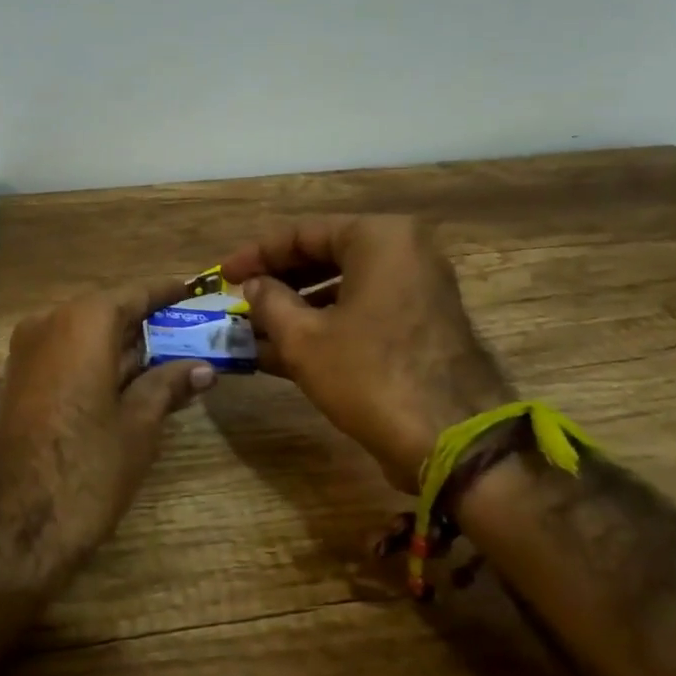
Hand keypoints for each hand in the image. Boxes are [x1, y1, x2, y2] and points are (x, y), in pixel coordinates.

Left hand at [0, 279, 215, 564]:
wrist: (11, 524)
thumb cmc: (86, 466)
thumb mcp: (138, 425)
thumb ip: (168, 386)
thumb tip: (202, 369)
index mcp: (83, 322)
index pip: (133, 294)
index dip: (164, 292)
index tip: (191, 288)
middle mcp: (50, 325)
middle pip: (106, 312)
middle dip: (146, 323)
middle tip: (188, 330)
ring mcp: (28, 353)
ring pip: (85, 336)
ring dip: (123, 346)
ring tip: (169, 356)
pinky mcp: (19, 383)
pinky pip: (66, 357)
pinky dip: (98, 363)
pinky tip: (131, 382)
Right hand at [218, 216, 510, 493]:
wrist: (452, 442)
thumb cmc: (370, 375)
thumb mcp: (304, 338)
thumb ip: (269, 302)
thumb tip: (254, 286)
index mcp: (379, 238)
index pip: (302, 233)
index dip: (256, 254)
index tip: (222, 274)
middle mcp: (404, 253)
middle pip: (323, 257)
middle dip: (276, 284)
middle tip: (238, 301)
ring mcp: (417, 291)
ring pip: (341, 289)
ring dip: (295, 310)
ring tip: (251, 331)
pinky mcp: (420, 326)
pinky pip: (361, 313)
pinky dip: (324, 328)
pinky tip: (281, 352)